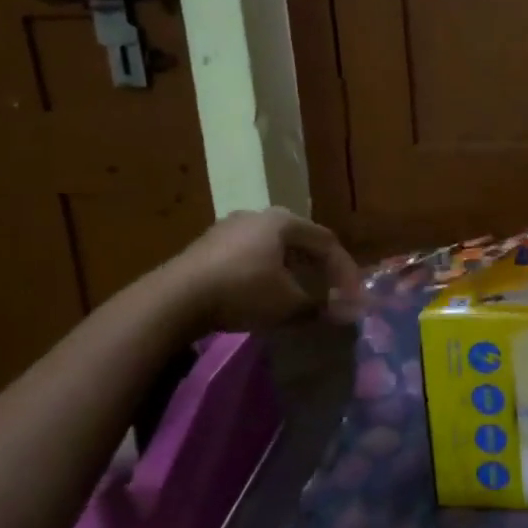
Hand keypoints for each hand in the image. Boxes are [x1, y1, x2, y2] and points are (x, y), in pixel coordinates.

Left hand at [160, 208, 363, 331]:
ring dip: (291, 271)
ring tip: (298, 294)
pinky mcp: (206, 246)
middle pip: (300, 241)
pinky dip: (265, 273)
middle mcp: (258, 215)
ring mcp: (228, 228)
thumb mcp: (289, 303)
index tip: (353, 297)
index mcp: (283, 221)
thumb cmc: (243, 291)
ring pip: (273, 248)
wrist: (173, 300)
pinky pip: (249, 256)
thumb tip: (348, 311)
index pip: (327, 242)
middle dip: (319, 268)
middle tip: (330, 291)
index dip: (345, 270)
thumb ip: (321, 305)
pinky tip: (263, 294)